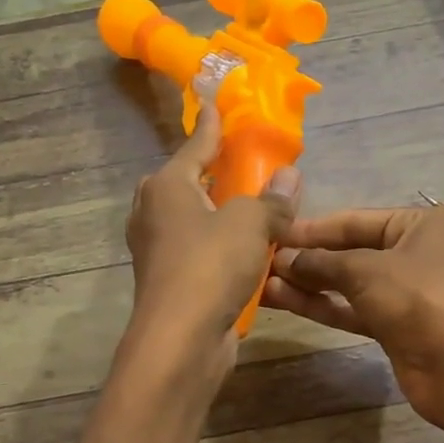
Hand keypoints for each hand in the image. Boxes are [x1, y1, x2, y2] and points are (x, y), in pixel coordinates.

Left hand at [124, 101, 298, 369]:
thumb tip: (290, 175)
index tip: (215, 102)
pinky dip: (219, 244)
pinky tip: (246, 249)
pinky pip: (198, 249)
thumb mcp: (251, 224)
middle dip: (211, 170)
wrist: (180, 340)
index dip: (211, 125)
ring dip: (219, 211)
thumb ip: (272, 199)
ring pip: (192, 218)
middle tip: (240, 162)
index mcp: (167, 186)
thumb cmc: (210, 267)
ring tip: (252, 206)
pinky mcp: (169, 280)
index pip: (196, 145)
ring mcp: (157, 249)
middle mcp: (154, 213)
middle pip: (186, 181)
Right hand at [262, 203, 443, 426]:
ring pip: (348, 283)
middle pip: (350, 251)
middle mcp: (414, 252)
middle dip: (308, 258)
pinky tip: (285, 301)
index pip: (355, 220)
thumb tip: (283, 260)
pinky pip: (352, 309)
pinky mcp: (395, 326)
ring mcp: (405, 292)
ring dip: (309, 283)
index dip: (312, 228)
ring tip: (264, 282)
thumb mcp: (366, 271)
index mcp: (420, 224)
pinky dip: (323, 305)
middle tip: (261, 261)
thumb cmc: (420, 300)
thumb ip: (321, 262)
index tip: (271, 232)